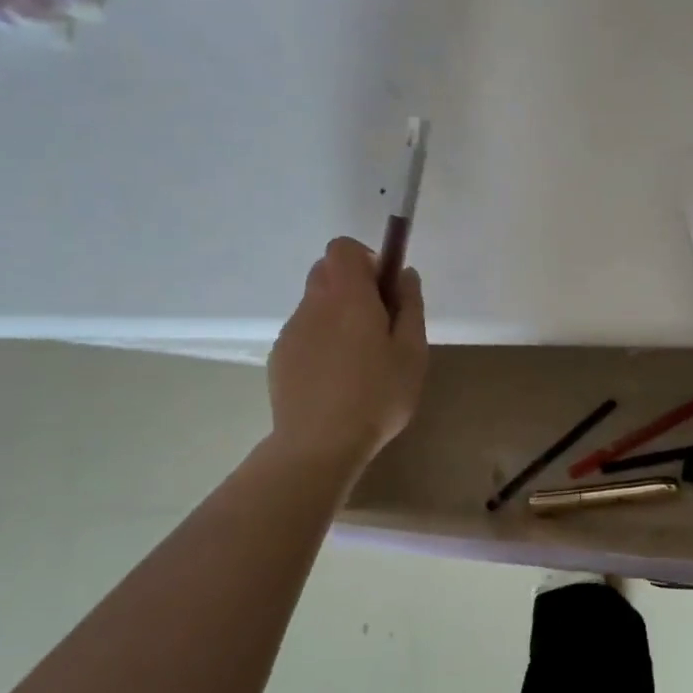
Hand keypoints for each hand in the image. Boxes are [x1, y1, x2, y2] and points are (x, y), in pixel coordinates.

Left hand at [266, 238, 427, 471]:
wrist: (318, 445)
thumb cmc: (377, 395)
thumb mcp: (412, 351)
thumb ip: (410, 305)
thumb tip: (404, 274)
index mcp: (347, 296)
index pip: (343, 248)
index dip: (366, 259)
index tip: (385, 290)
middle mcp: (313, 304)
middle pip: (326, 271)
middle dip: (353, 285)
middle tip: (378, 323)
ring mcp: (291, 331)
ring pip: (315, 304)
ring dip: (337, 314)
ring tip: (359, 359)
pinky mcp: (280, 357)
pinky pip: (304, 332)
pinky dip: (322, 340)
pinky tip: (337, 378)